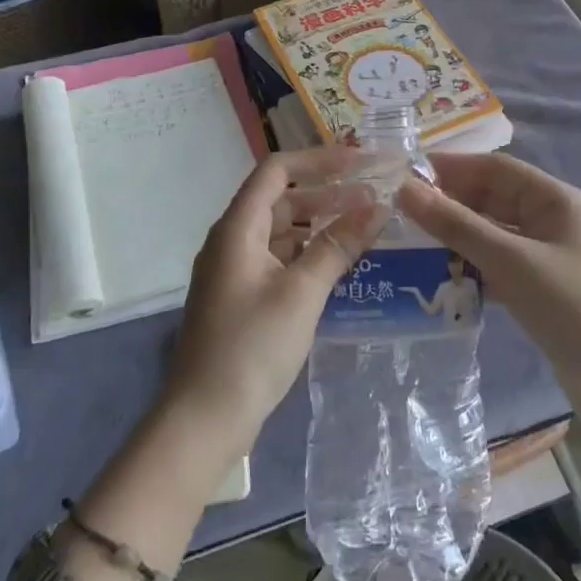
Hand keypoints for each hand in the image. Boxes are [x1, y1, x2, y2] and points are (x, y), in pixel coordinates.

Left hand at [162, 148, 384, 464]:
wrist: (203, 420)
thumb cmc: (251, 347)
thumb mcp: (302, 292)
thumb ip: (338, 245)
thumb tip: (377, 206)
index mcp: (237, 228)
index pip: (277, 170)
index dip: (318, 160)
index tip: (360, 163)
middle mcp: (231, 240)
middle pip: (280, 199)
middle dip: (326, 193)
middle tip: (372, 198)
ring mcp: (234, 270)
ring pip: (280, 231)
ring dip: (318, 225)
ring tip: (363, 229)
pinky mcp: (241, 297)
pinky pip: (278, 259)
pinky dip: (307, 254)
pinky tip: (338, 267)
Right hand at [397, 153, 580, 392]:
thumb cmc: (574, 309)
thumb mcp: (512, 262)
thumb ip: (457, 225)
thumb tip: (406, 189)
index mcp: (555, 200)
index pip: (495, 168)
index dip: (451, 167)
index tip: (404, 174)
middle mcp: (551, 220)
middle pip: (492, 199)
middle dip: (449, 203)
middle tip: (398, 212)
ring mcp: (547, 256)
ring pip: (491, 233)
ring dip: (456, 237)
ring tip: (408, 242)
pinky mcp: (540, 288)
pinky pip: (497, 264)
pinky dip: (470, 266)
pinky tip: (438, 276)